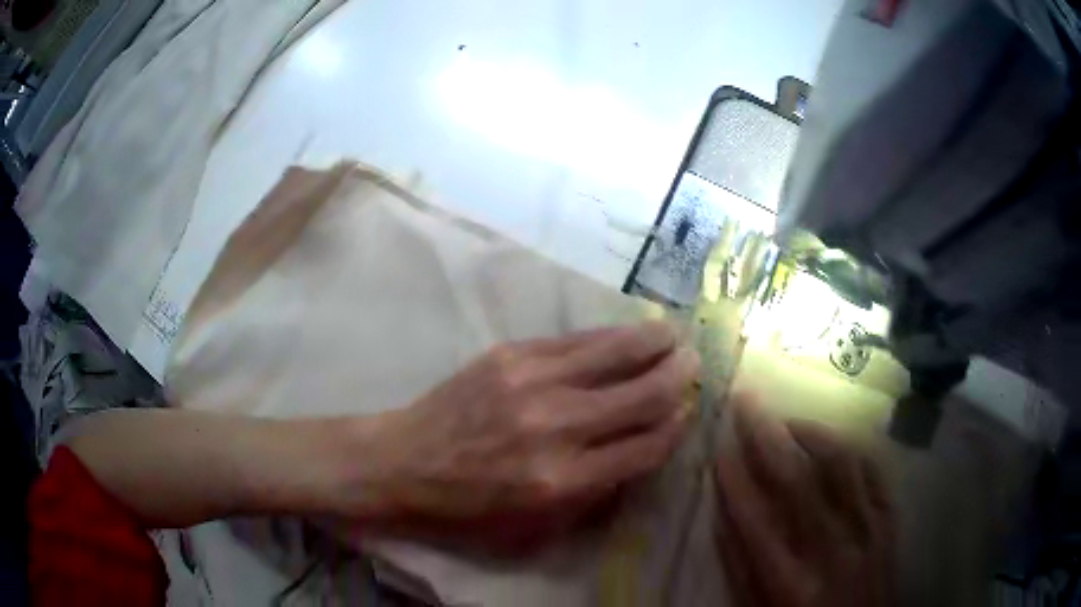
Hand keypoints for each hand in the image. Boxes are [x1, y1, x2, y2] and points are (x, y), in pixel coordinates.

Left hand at [354, 322, 699, 551]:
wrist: (404, 462)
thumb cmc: (469, 507)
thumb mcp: (535, 528)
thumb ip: (595, 494)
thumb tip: (640, 450)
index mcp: (563, 481)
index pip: (646, 447)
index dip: (676, 427)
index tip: (688, 412)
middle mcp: (556, 428)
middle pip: (641, 396)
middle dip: (678, 378)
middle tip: (695, 364)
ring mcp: (532, 383)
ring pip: (615, 355)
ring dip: (654, 343)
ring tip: (675, 336)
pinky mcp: (512, 355)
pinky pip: (577, 340)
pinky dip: (612, 336)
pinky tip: (630, 331)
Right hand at [715, 396, 894, 606]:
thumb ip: (740, 568)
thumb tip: (725, 515)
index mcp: (791, 584)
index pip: (756, 522)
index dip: (734, 481)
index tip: (718, 448)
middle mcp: (833, 550)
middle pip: (799, 480)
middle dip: (767, 436)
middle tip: (746, 401)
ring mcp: (868, 532)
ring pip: (844, 464)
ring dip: (813, 433)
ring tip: (790, 421)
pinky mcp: (889, 523)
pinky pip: (875, 472)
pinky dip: (854, 449)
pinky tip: (836, 443)